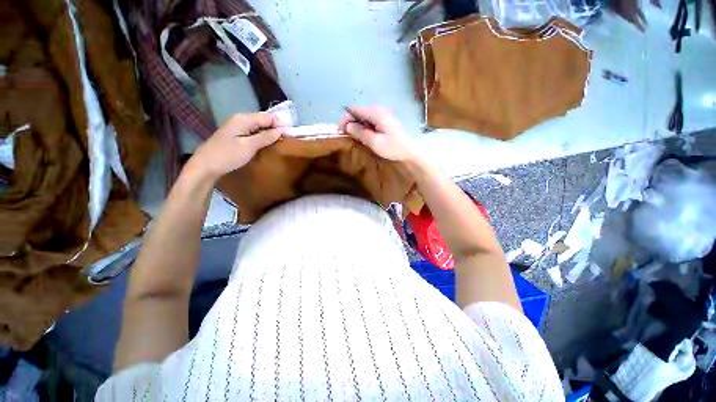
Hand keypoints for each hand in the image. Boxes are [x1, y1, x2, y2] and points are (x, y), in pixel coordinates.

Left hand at [189, 112, 283, 179]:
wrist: (205, 165)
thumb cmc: (228, 155)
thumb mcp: (249, 146)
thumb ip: (266, 137)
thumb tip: (281, 130)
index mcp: (244, 119)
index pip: (268, 117)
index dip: (280, 125)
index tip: (290, 136)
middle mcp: (241, 120)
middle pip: (263, 121)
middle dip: (276, 129)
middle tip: (287, 141)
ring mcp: (238, 127)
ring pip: (259, 127)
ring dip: (270, 134)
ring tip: (280, 144)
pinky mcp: (236, 135)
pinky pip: (254, 133)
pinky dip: (262, 138)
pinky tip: (267, 145)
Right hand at [338, 106, 418, 162]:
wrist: (409, 151)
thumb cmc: (392, 147)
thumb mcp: (374, 142)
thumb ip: (360, 133)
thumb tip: (347, 126)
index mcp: (376, 112)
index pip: (355, 110)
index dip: (345, 119)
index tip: (341, 131)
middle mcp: (379, 110)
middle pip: (359, 112)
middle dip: (350, 122)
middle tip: (346, 135)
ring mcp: (382, 114)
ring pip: (364, 116)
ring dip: (357, 125)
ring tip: (353, 137)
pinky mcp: (384, 120)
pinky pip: (370, 120)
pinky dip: (364, 127)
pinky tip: (363, 135)